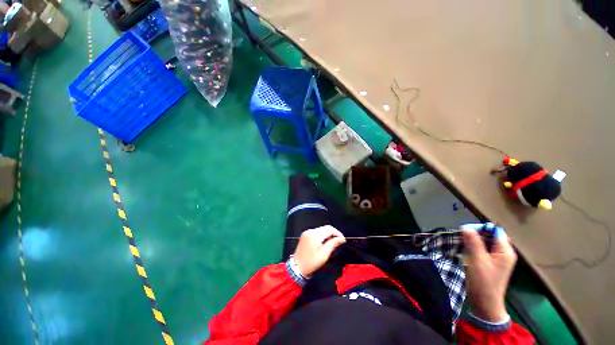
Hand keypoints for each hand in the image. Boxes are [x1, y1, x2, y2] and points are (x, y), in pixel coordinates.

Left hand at [293, 225, 345, 276]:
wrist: (296, 267)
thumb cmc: (311, 263)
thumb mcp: (324, 255)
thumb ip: (333, 244)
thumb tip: (342, 239)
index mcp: (315, 236)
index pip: (329, 229)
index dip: (337, 233)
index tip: (343, 240)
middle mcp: (310, 231)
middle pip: (325, 228)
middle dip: (333, 233)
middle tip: (339, 241)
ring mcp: (307, 232)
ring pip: (321, 229)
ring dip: (328, 233)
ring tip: (333, 242)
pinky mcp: (305, 234)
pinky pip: (316, 231)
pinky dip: (322, 234)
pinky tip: (324, 241)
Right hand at [462, 224, 516, 322]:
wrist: (485, 303)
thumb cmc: (484, 282)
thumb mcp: (477, 260)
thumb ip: (473, 243)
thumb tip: (466, 227)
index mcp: (505, 251)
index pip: (495, 231)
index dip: (481, 228)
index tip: (465, 230)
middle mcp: (504, 253)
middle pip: (490, 236)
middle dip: (476, 234)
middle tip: (462, 236)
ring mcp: (497, 259)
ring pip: (485, 243)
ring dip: (474, 241)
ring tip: (462, 242)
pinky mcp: (490, 263)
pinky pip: (483, 249)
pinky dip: (474, 247)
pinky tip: (465, 249)